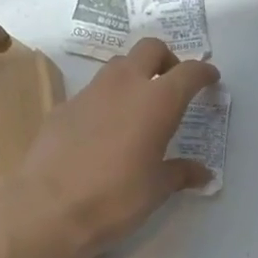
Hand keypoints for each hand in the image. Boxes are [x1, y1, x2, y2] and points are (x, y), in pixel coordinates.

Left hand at [13, 38, 220, 257]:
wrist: (47, 208)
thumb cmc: (115, 197)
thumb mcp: (157, 189)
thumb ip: (180, 173)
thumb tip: (203, 173)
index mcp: (157, 102)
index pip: (189, 73)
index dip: (203, 73)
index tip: (211, 80)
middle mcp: (125, 85)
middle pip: (150, 49)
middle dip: (166, 59)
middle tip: (173, 83)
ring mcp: (90, 92)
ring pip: (118, 65)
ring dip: (134, 75)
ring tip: (139, 105)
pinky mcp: (63, 107)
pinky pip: (93, 92)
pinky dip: (107, 99)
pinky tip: (105, 129)